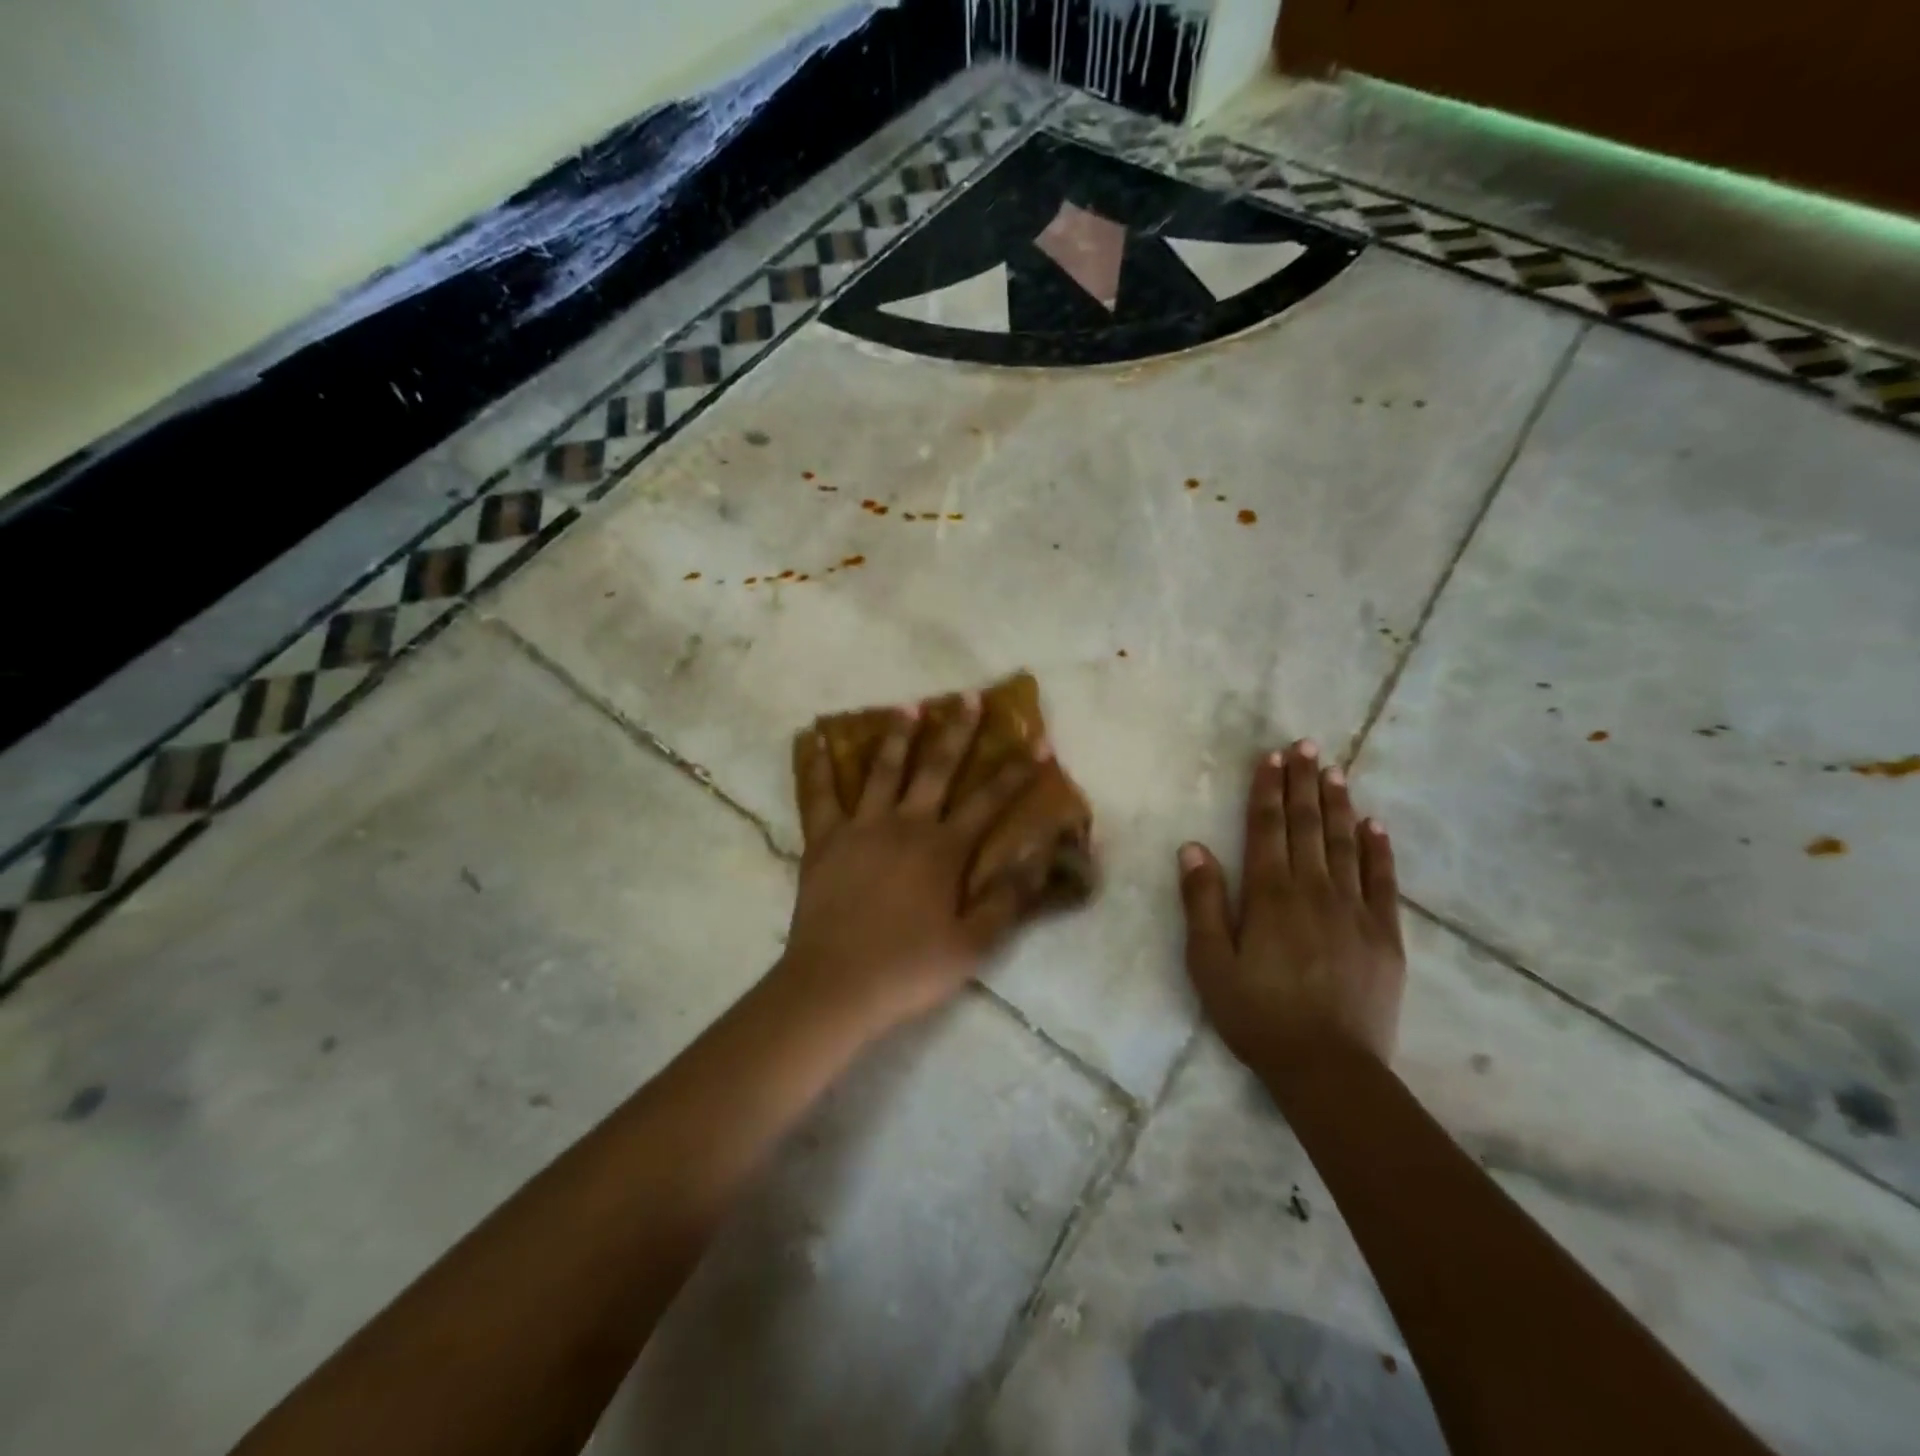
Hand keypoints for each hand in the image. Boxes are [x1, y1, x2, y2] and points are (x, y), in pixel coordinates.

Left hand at [775, 695, 1048, 1039]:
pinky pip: (819, 795)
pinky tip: (816, 740)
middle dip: (958, 732)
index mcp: (944, 849)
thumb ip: (1007, 899)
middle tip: (968, 698)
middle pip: (937, 769)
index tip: (1037, 741)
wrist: (837, 984)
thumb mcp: (973, 944)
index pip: (990, 801)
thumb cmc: (909, 967)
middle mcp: (906, 824)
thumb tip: (1038, 858)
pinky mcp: (825, 840)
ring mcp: (862, 827)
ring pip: (883, 770)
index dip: (1017, 771)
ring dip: (898, 736)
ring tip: (909, 706)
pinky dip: (817, 766)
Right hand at [1177, 740, 1405, 1066]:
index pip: (1267, 829)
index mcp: (1269, 895)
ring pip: (1344, 844)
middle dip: (1305, 783)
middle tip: (1308, 746)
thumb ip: (1202, 902)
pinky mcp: (1385, 934)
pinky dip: (1378, 849)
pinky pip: (1383, 881)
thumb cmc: (1257, 1014)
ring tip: (1336, 771)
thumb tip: (1194, 847)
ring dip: (1338, 805)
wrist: (1328, 1067)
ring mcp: (1355, 910)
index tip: (1273, 757)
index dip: (1268, 790)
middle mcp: (1314, 890)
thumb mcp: (1210, 962)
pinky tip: (1374, 825)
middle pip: (1307, 826)